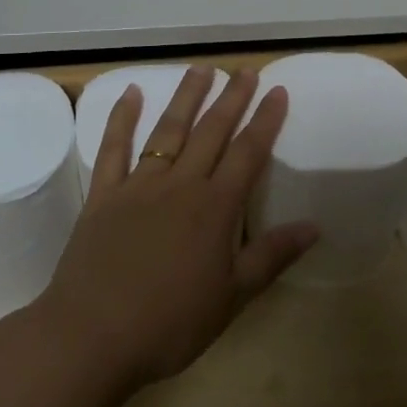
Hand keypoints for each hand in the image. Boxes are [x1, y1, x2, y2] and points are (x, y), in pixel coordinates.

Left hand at [36, 66, 317, 395]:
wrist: (92, 337)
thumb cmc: (170, 323)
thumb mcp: (232, 297)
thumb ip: (271, 256)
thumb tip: (314, 226)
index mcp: (215, 207)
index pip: (248, 152)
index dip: (265, 120)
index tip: (277, 90)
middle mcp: (180, 184)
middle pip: (212, 131)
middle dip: (232, 98)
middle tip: (245, 70)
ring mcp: (139, 185)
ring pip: (169, 130)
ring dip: (187, 97)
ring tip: (202, 69)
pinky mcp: (104, 195)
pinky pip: (113, 148)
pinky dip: (121, 119)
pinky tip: (131, 93)